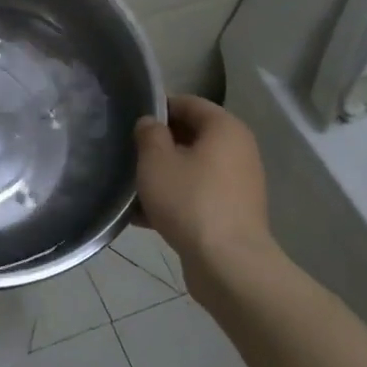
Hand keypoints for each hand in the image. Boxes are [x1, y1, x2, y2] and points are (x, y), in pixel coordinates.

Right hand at [133, 95, 275, 289]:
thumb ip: (149, 134)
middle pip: (191, 136)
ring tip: (132, 188)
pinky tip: (145, 217)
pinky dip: (175, 199)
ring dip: (164, 175)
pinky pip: (198, 195)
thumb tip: (151, 123)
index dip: (158, 108)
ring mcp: (238, 183)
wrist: (228, 263)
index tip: (130, 123)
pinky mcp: (233, 213)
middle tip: (128, 155)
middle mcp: (238, 150)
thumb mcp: (156, 161)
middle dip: (159, 145)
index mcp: (225, 128)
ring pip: (192, 168)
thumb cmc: (190, 200)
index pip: (188, 103)